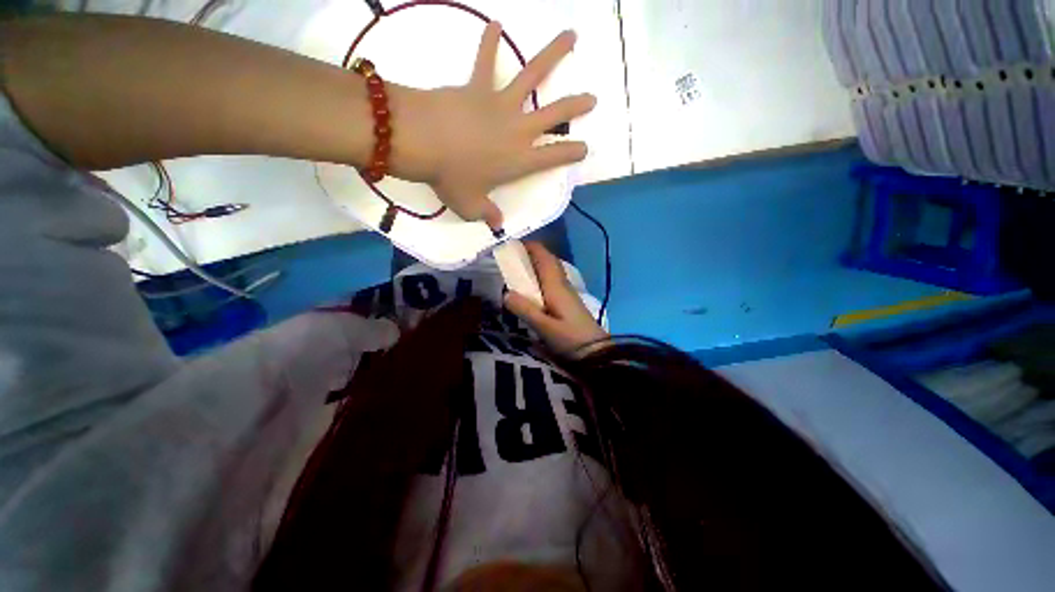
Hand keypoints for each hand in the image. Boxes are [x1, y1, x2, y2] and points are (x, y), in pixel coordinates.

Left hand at [392, 23, 595, 229]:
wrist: (422, 141)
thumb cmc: (451, 178)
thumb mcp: (470, 206)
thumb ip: (487, 214)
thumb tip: (497, 224)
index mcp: (519, 160)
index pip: (554, 157)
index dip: (572, 153)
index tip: (585, 149)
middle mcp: (518, 129)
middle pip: (554, 115)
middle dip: (576, 106)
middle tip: (591, 98)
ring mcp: (500, 104)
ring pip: (532, 75)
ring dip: (554, 54)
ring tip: (571, 36)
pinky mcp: (477, 87)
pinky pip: (485, 61)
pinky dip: (490, 41)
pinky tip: (495, 22)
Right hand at [504, 241, 608, 356]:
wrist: (596, 352)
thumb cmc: (571, 339)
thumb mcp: (545, 327)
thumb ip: (525, 310)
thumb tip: (506, 293)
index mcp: (556, 286)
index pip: (544, 258)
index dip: (531, 247)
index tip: (514, 243)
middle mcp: (562, 284)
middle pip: (548, 261)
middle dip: (533, 253)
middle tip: (513, 255)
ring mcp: (567, 292)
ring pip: (551, 270)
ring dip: (537, 264)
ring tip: (519, 268)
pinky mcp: (568, 302)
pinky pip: (552, 281)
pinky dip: (541, 276)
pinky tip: (533, 288)